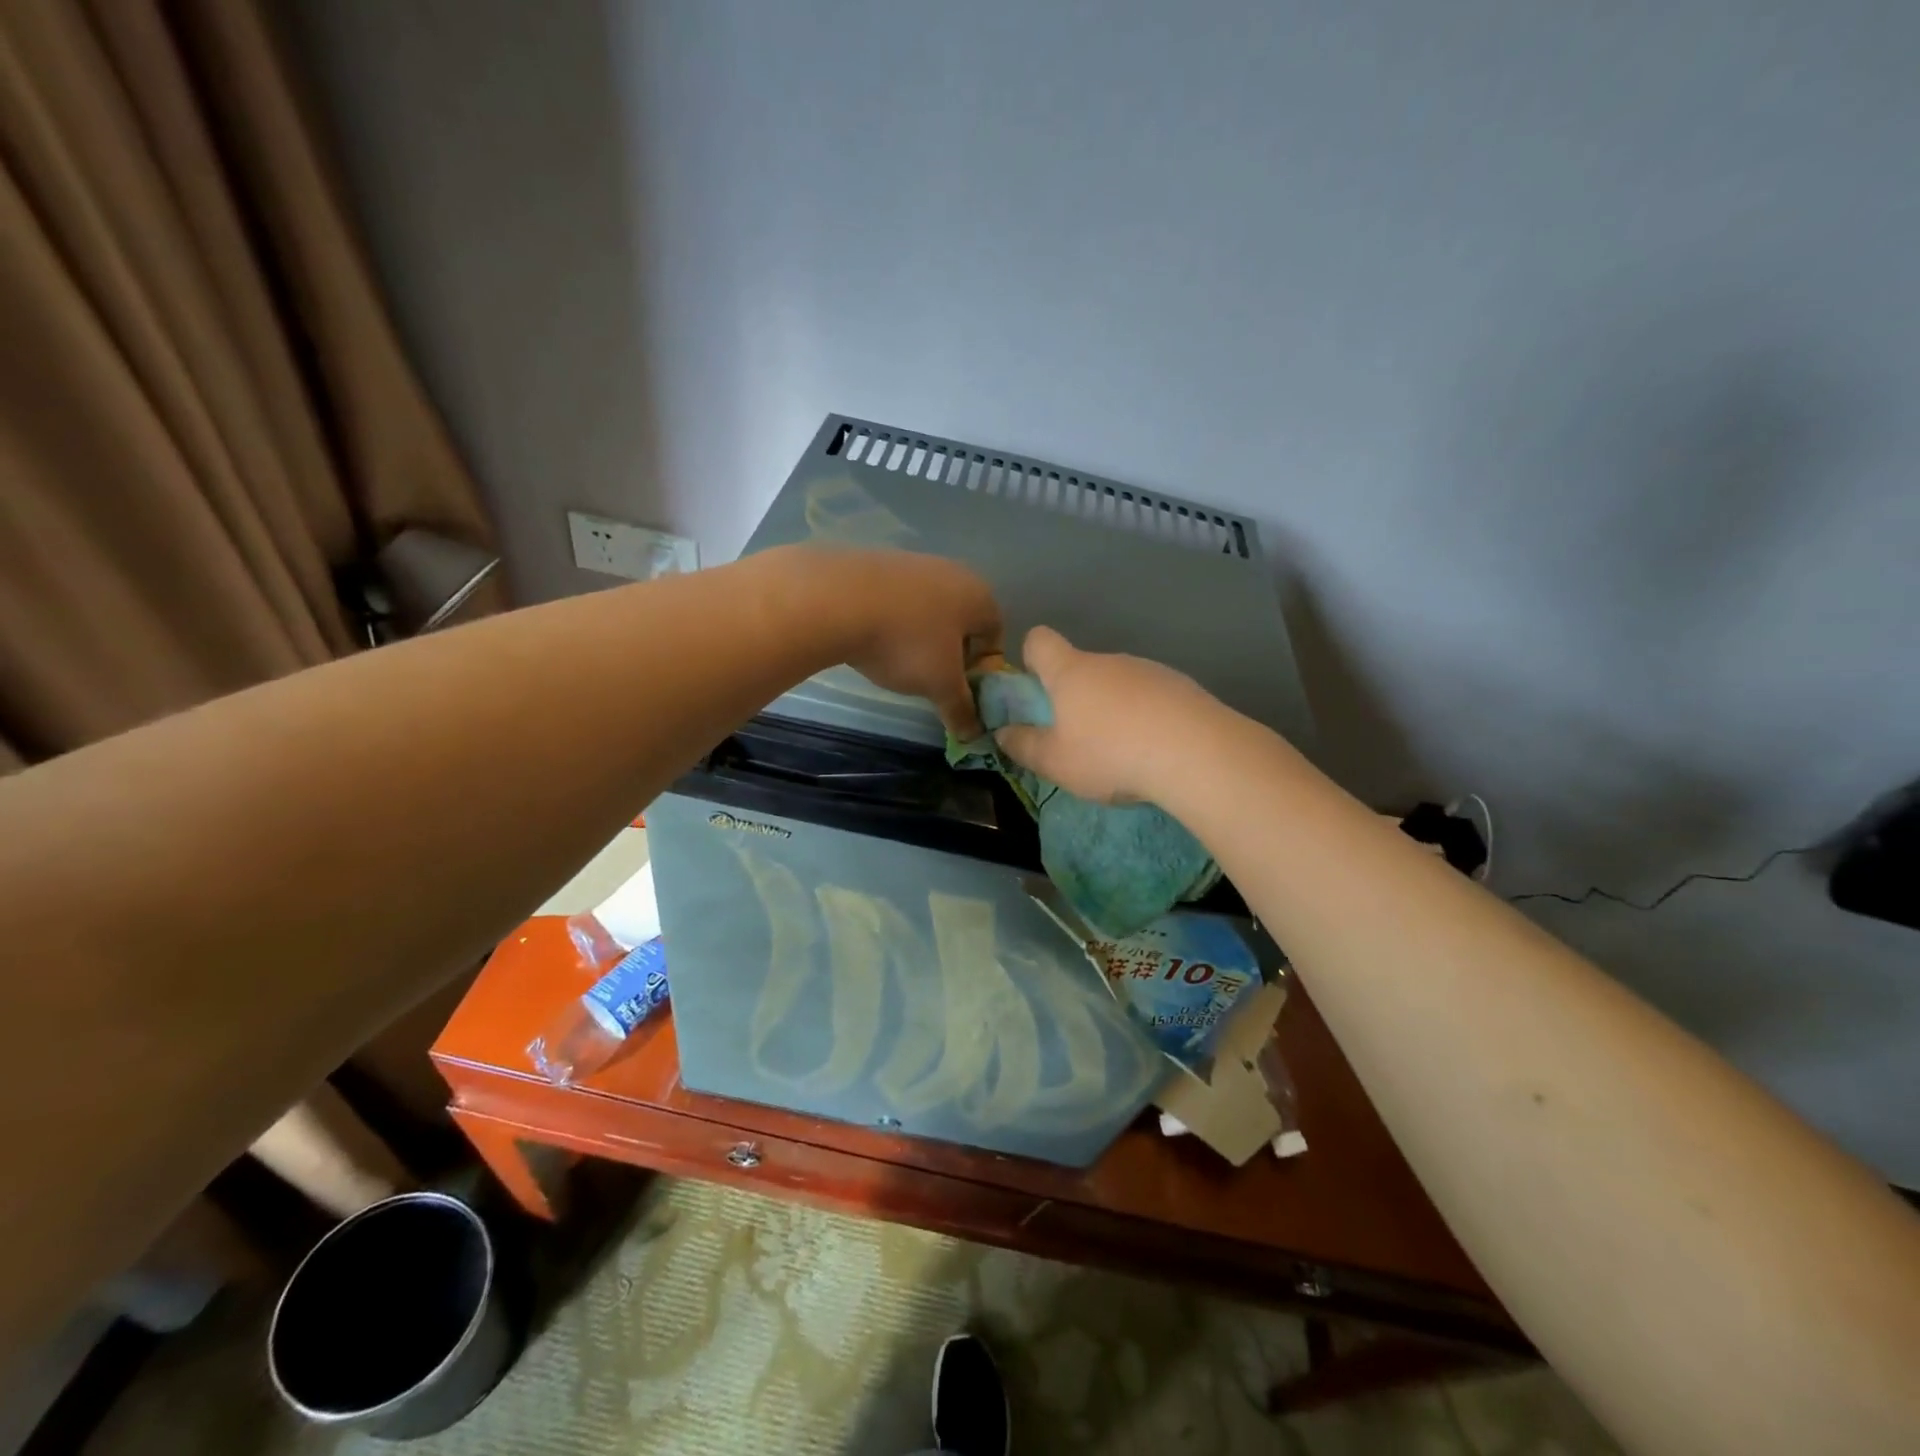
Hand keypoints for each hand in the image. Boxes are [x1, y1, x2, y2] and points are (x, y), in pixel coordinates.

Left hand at [795, 547, 1002, 736]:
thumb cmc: (906, 642)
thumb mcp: (940, 685)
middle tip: (933, 681)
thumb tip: (974, 733)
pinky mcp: (876, 563)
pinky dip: (893, 623)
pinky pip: (896, 601)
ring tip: (899, 663)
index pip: (996, 635)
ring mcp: (912, 563)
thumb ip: (962, 709)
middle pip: (962, 621)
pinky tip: (873, 641)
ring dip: (920, 638)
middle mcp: (952, 571)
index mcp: (979, 595)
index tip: (962, 691)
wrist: (836, 600)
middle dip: (952, 654)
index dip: (983, 669)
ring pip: (928, 610)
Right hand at [992, 626, 1226, 803]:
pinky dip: (1147, 716)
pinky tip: (1156, 749)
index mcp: (1070, 672)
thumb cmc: (1110, 754)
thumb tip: (1002, 733)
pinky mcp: (1182, 686)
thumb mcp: (1055, 762)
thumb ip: (1024, 746)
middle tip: (1077, 739)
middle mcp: (1109, 661)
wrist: (1196, 753)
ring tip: (1123, 751)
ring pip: (1119, 683)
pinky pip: (1152, 696)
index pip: (1040, 640)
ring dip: (1114, 708)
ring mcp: (1149, 670)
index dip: (1030, 657)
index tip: (1034, 688)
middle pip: (1081, 667)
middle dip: (1075, 696)